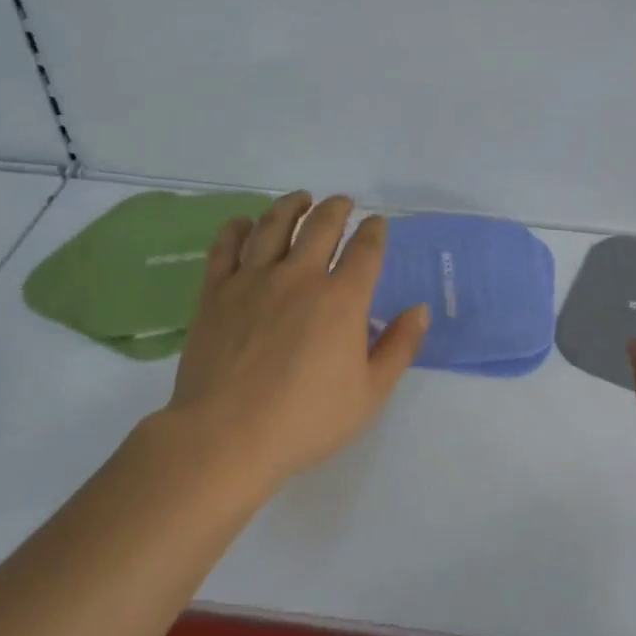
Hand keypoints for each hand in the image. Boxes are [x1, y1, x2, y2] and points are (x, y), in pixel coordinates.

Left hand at [163, 191, 429, 490]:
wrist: (226, 437)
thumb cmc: (306, 420)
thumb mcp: (369, 393)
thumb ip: (398, 347)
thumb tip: (419, 309)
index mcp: (342, 299)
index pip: (365, 249)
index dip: (374, 231)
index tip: (377, 224)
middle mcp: (299, 276)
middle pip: (321, 225)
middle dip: (337, 208)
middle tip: (342, 203)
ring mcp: (253, 280)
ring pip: (273, 225)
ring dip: (291, 205)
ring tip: (300, 198)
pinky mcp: (216, 292)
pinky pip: (226, 247)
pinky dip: (237, 228)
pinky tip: (244, 223)